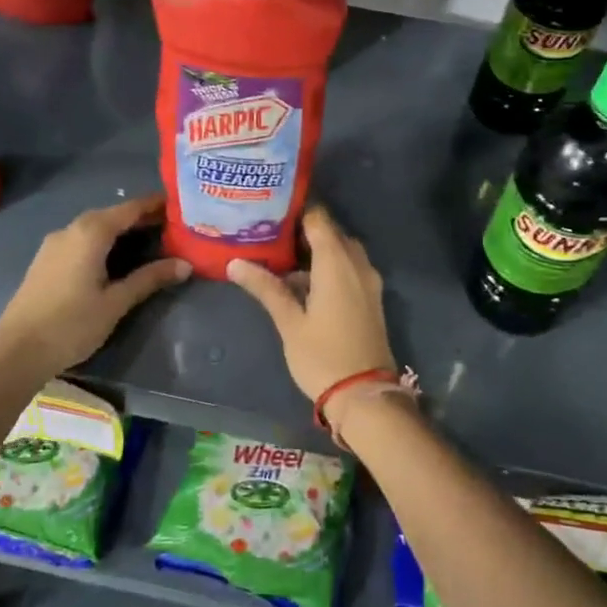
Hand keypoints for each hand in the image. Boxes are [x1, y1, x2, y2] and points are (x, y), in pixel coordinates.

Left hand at [0, 195, 189, 377]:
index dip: (155, 205)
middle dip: (140, 217)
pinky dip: (103, 240)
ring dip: (120, 229)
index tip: (180, 204)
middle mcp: (71, 229)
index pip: (130, 209)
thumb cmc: (71, 324)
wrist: (16, 351)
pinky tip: (115, 257)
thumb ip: (149, 279)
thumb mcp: (116, 302)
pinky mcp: (46, 260)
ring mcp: (54, 244)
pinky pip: (81, 239)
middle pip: (112, 214)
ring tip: (149, 240)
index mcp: (91, 233)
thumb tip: (185, 265)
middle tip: (171, 225)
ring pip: (94, 227)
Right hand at [227, 206, 397, 403]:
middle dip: (303, 231)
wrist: (365, 396)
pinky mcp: (371, 298)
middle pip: (331, 232)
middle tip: (269, 234)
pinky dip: (329, 267)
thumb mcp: (289, 322)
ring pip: (342, 251)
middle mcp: (357, 264)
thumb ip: (266, 288)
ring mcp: (368, 281)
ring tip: (280, 258)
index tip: (269, 211)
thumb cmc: (322, 356)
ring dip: (316, 251)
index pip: (318, 218)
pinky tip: (303, 283)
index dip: (295, 211)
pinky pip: (350, 268)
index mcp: (337, 262)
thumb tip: (235, 263)